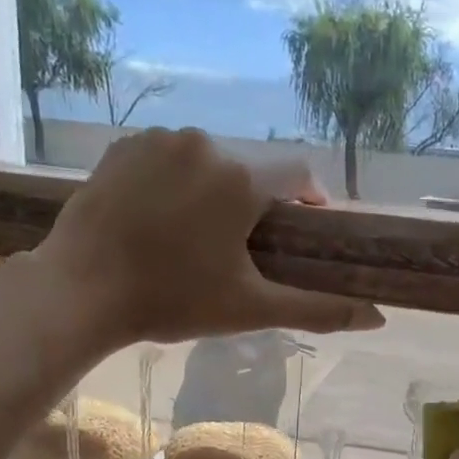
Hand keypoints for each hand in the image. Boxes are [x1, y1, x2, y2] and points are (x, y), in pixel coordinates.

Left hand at [40, 127, 384, 345]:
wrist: (81, 289)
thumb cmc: (174, 301)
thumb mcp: (252, 309)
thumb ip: (318, 309)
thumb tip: (377, 318)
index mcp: (242, 178)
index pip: (298, 173)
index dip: (309, 200)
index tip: (303, 231)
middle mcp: (205, 143)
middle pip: (252, 168)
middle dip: (257, 202)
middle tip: (243, 249)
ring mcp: (158, 139)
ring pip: (208, 161)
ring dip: (215, 191)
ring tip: (197, 237)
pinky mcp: (122, 146)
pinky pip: (167, 157)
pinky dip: (176, 182)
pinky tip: (160, 220)